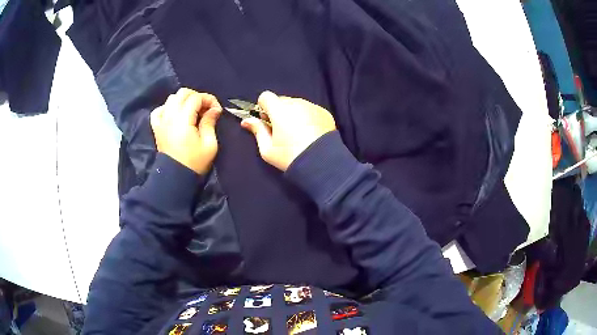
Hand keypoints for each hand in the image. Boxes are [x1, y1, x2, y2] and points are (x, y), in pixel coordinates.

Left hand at [150, 88, 221, 174]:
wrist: (175, 178)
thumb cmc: (194, 162)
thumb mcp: (209, 144)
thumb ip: (210, 123)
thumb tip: (214, 109)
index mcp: (183, 119)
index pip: (196, 98)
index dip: (209, 99)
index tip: (217, 110)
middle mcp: (170, 116)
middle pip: (182, 93)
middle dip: (196, 97)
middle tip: (205, 109)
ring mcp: (161, 121)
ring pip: (171, 99)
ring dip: (183, 101)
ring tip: (192, 112)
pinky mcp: (156, 128)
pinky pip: (159, 110)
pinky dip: (167, 108)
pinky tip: (174, 115)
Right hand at [241, 91, 335, 170]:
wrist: (321, 163)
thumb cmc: (290, 157)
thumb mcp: (268, 149)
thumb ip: (257, 130)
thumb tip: (246, 121)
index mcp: (280, 110)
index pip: (266, 96)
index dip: (263, 107)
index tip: (267, 121)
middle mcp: (296, 103)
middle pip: (282, 100)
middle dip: (279, 111)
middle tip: (282, 130)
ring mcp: (312, 106)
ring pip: (297, 104)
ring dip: (293, 113)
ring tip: (298, 133)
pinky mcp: (324, 112)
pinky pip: (310, 109)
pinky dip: (307, 117)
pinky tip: (310, 133)